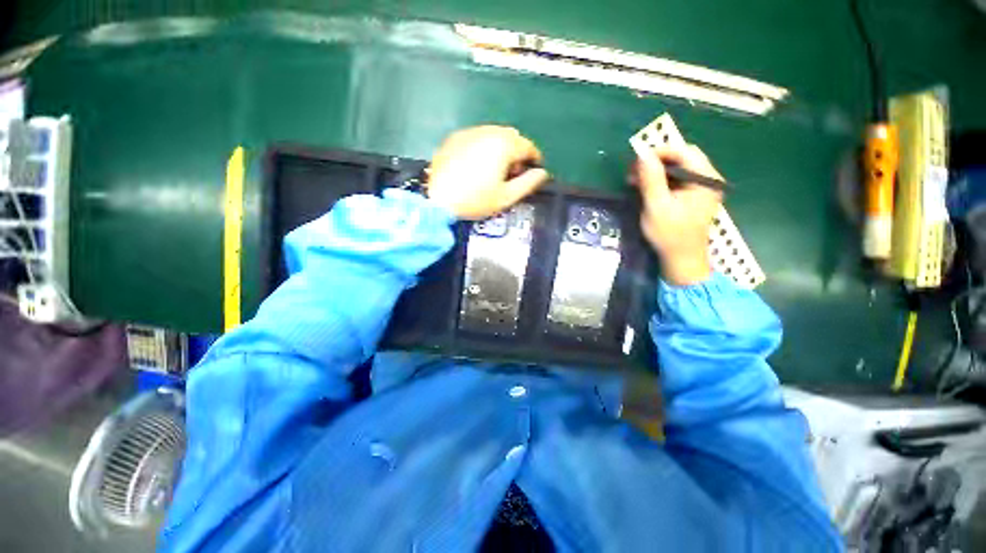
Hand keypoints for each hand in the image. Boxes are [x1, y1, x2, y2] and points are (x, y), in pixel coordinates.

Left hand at [425, 126, 549, 219]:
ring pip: (492, 134)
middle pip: (510, 136)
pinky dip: (480, 146)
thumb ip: (529, 182)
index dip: (534, 159)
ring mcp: (468, 133)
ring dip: (498, 147)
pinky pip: (475, 137)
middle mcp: (488, 132)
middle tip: (511, 172)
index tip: (532, 172)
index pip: (528, 146)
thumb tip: (542, 173)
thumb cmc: (475, 200)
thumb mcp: (507, 197)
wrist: (436, 202)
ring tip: (493, 168)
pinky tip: (475, 164)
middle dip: (516, 151)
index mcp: (504, 144)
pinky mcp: (453, 139)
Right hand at [633, 143, 722, 285]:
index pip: (682, 151)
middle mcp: (710, 178)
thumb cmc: (671, 236)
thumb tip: (643, 151)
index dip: (658, 151)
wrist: (684, 263)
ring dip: (659, 168)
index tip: (637, 161)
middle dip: (658, 159)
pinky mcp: (699, 192)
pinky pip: (682, 174)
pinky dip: (665, 176)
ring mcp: (706, 185)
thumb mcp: (657, 206)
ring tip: (638, 179)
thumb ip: (651, 177)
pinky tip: (650, 186)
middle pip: (682, 154)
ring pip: (681, 163)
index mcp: (706, 180)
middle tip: (637, 170)